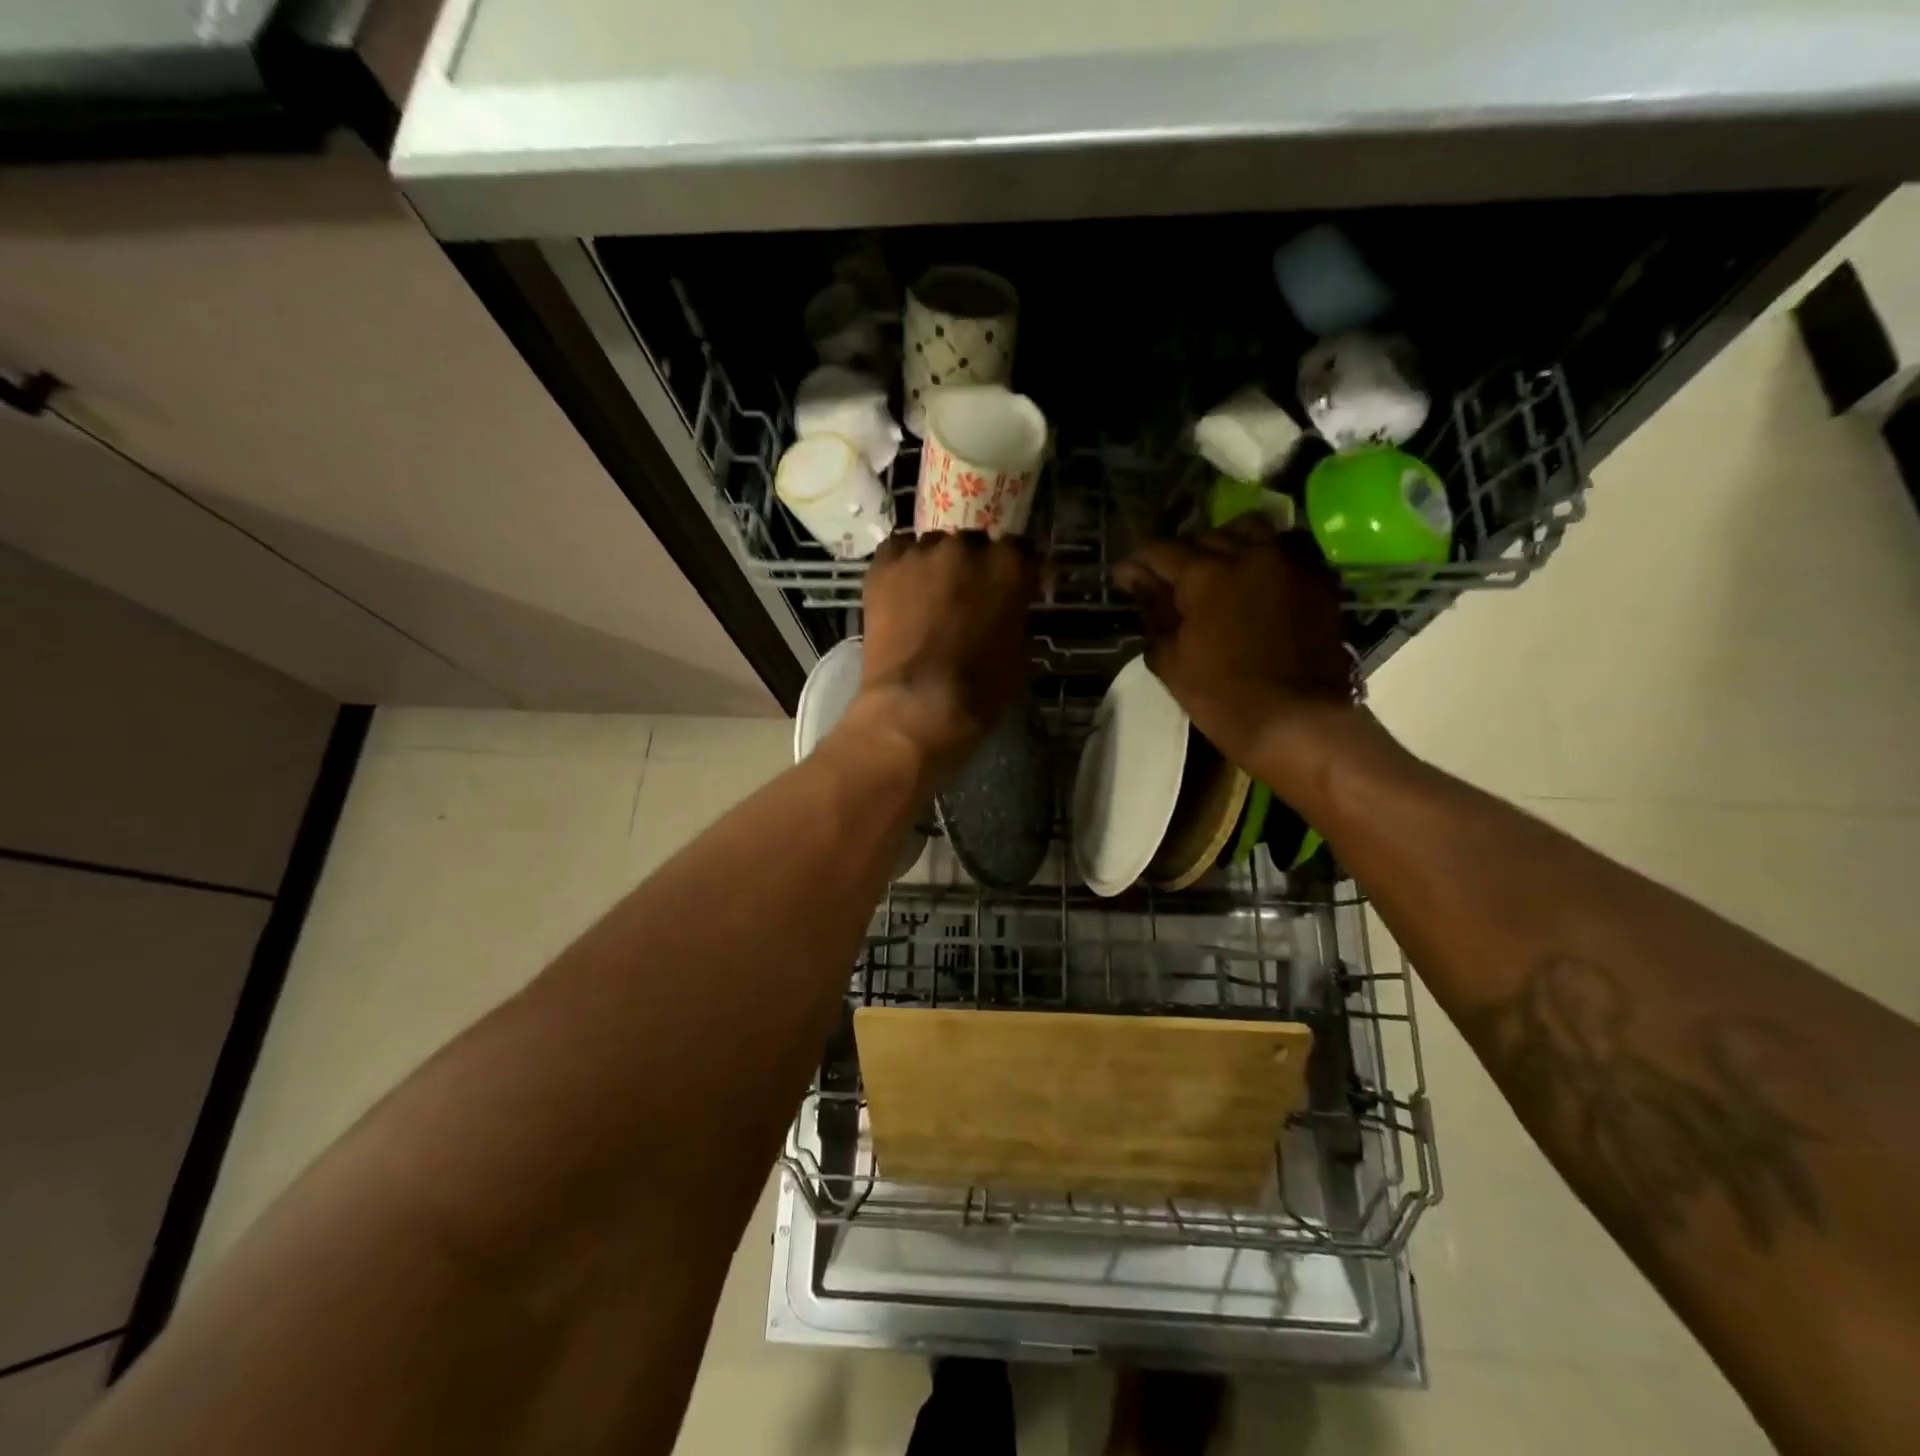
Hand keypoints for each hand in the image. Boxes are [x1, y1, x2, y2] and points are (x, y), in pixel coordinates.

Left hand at [850, 532, 1036, 775]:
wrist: (917, 705)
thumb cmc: (980, 689)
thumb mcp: (1019, 651)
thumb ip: (1016, 613)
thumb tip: (1009, 605)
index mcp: (1008, 565)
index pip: (1020, 550)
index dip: (1014, 570)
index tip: (1013, 586)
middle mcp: (965, 547)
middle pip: (973, 543)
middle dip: (973, 565)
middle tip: (968, 594)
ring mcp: (921, 553)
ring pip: (933, 546)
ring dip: (936, 565)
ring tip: (929, 594)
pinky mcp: (883, 567)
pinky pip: (897, 551)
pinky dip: (902, 566)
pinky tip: (902, 589)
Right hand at [1113, 518, 1352, 768]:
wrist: (1298, 722)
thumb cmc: (1222, 698)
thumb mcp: (1171, 660)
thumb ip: (1153, 611)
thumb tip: (1138, 581)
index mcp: (1205, 575)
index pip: (1161, 551)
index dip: (1137, 563)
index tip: (1124, 578)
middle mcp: (1249, 554)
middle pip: (1206, 536)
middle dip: (1182, 555)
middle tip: (1170, 582)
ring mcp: (1290, 563)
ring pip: (1250, 531)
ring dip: (1226, 545)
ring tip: (1217, 571)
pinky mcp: (1319, 579)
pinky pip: (1285, 551)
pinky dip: (1263, 558)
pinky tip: (1254, 583)